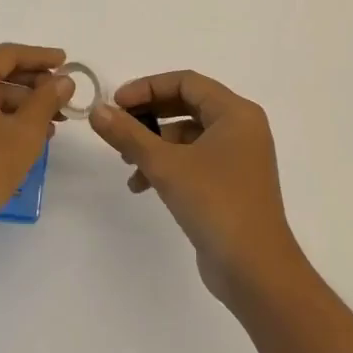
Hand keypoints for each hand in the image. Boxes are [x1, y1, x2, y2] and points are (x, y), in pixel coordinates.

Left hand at [0, 42, 71, 244]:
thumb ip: (47, 98)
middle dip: (34, 84)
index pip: (6, 55)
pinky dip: (5, 116)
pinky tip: (33, 131)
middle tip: (65, 94)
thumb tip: (65, 80)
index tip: (67, 60)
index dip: (40, 56)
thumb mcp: (25, 131)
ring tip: (56, 119)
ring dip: (23, 103)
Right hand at [90, 70, 304, 306]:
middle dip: (148, 115)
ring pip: (188, 135)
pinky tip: (141, 185)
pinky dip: (168, 165)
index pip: (186, 82)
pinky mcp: (231, 183)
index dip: (147, 87)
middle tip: (117, 125)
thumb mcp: (166, 165)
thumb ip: (129, 135)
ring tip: (125, 161)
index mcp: (235, 113)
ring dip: (154, 143)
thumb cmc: (216, 204)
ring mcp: (238, 157)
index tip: (116, 103)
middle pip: (186, 105)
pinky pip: (194, 159)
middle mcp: (241, 128)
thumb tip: (97, 111)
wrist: (255, 271)